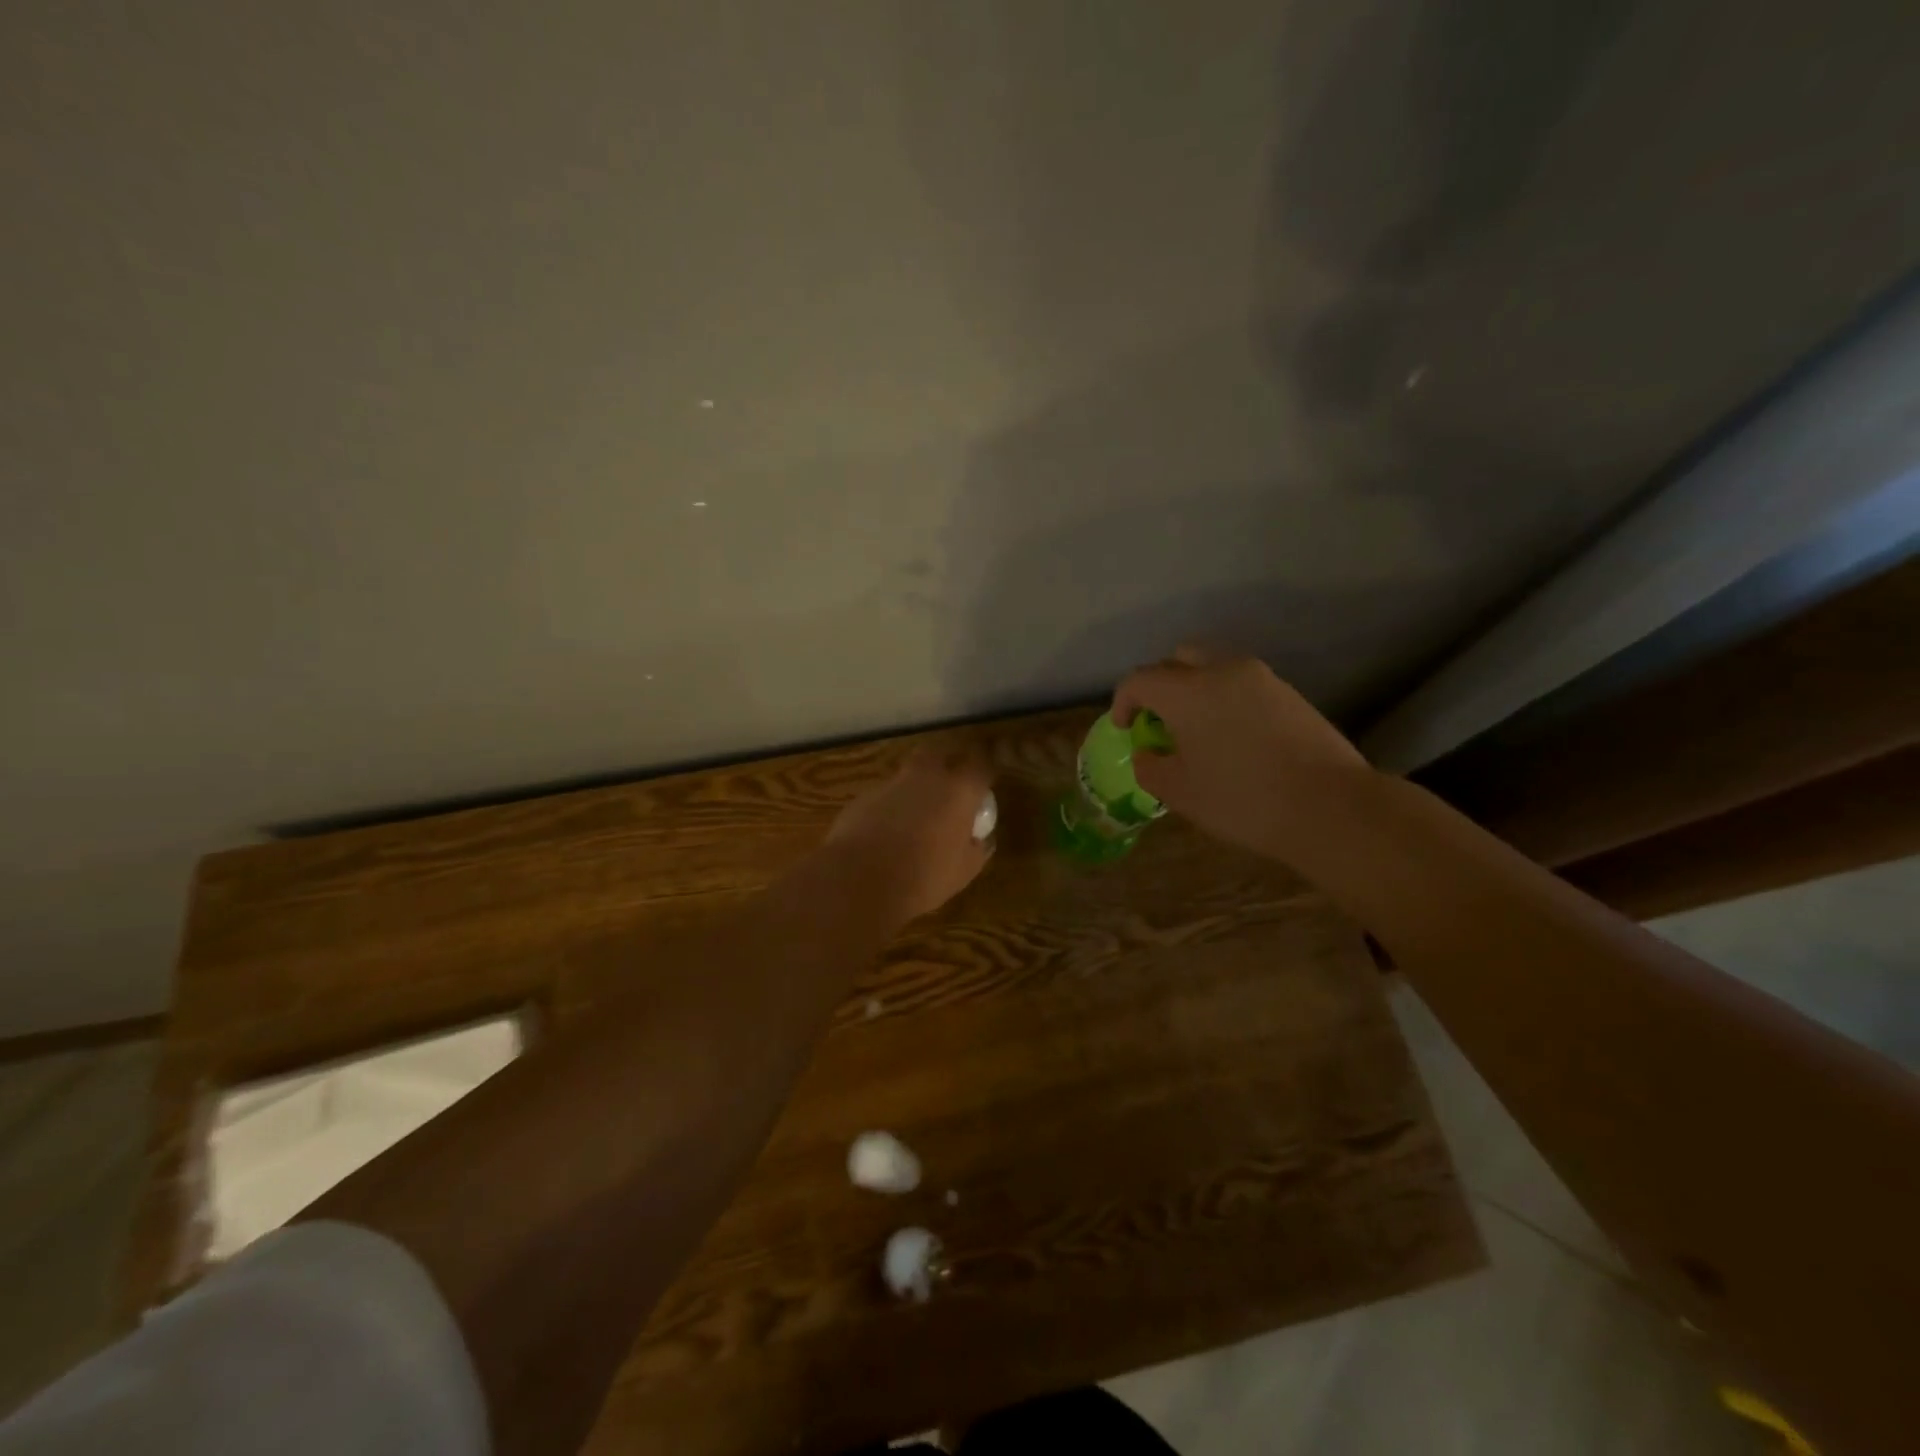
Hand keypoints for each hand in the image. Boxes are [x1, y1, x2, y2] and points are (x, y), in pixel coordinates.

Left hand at [827, 745, 995, 922]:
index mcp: (958, 790)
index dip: (987, 768)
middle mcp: (926, 777)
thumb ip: (976, 848)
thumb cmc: (923, 877)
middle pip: (940, 752)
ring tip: (918, 814)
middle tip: (952, 781)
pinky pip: (885, 795)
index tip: (988, 778)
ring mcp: (891, 784)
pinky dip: (891, 806)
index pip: (982, 763)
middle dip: (948, 760)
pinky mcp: (864, 797)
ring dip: (917, 786)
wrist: (859, 880)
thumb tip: (979, 839)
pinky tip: (888, 832)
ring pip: (909, 773)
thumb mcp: (964, 871)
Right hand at [1112, 647, 1369, 858]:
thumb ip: (1150, 767)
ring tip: (1197, 729)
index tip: (1125, 728)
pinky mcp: (1288, 692)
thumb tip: (1148, 753)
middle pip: (1178, 658)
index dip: (1123, 702)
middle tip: (1159, 719)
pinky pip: (1242, 683)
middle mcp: (1222, 671)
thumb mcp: (1180, 793)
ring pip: (1213, 666)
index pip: (1139, 680)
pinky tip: (1232, 736)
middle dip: (1160, 684)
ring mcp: (1261, 678)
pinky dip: (1224, 698)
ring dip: (1195, 688)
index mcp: (1187, 692)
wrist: (1330, 806)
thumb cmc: (1242, 799)